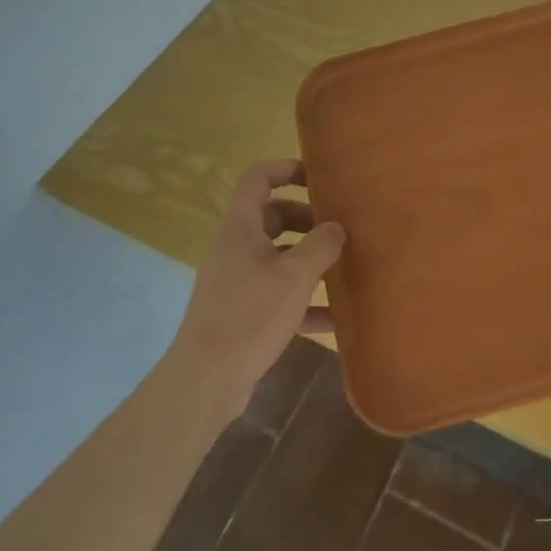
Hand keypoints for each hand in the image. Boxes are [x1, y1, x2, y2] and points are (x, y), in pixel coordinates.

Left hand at [168, 159, 344, 419]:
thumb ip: (321, 245)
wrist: (206, 381)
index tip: (319, 177)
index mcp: (240, 228)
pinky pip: (279, 295)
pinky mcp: (243, 313)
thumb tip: (336, 227)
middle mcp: (236, 248)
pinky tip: (335, 318)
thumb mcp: (294, 276)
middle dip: (308, 219)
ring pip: (278, 257)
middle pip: (273, 217)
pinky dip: (305, 301)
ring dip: (309, 260)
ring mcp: (238, 282)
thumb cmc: (250, 315)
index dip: (286, 169)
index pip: (258, 178)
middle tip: (340, 229)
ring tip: (345, 266)